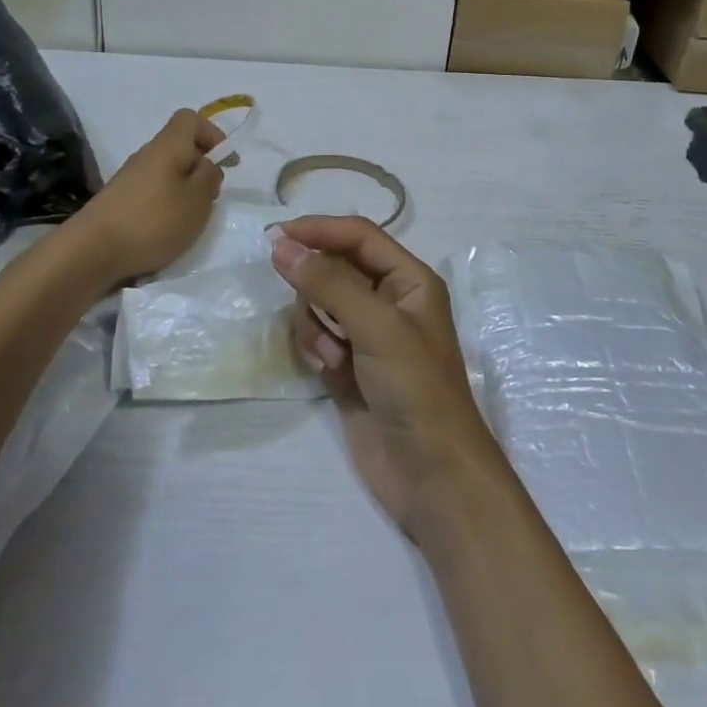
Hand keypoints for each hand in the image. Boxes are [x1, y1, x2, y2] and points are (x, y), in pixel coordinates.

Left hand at [64, 109, 222, 291]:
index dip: (212, 134)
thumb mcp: (197, 200)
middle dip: (201, 167)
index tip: (225, 162)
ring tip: (190, 217)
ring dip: (185, 188)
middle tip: (211, 196)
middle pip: (179, 147)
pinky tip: (166, 229)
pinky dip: (166, 203)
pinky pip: (152, 190)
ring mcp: (129, 178)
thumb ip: (209, 176)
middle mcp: (147, 155)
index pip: (190, 119)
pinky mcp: (119, 201)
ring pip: (167, 171)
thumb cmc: (153, 221)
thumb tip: (206, 164)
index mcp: (168, 146)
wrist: (91, 252)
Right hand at [271, 216, 508, 536]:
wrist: (431, 475)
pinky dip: (316, 349)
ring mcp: (367, 336)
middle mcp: (389, 300)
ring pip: (320, 304)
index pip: (359, 236)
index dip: (319, 231)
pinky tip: (330, 373)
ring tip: (331, 355)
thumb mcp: (377, 326)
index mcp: (409, 279)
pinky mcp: (349, 367)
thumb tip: (281, 244)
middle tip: (314, 313)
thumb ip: (329, 283)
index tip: (275, 237)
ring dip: (316, 324)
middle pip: (335, 269)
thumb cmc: (415, 388)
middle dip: (317, 287)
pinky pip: (317, 338)